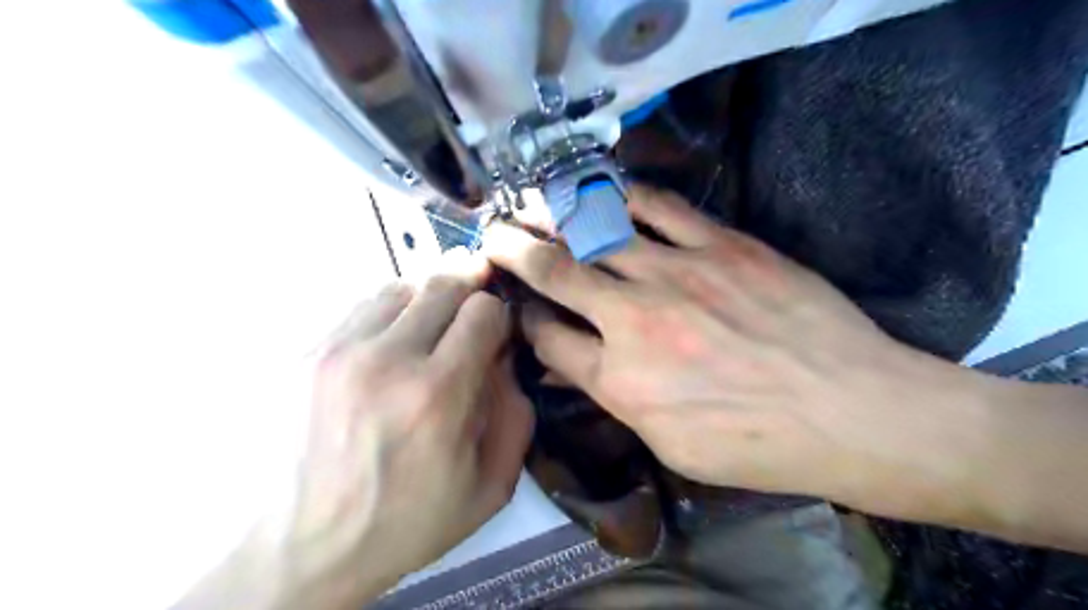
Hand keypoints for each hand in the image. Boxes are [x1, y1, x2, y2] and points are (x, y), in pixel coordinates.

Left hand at [279, 250, 534, 607]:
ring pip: (400, 287)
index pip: (484, 310)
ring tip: (428, 333)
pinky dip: (388, 316)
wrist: (299, 551)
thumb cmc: (405, 524)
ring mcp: (336, 350)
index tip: (495, 336)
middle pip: (444, 283)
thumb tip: (505, 356)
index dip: (498, 317)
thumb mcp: (489, 486)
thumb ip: (515, 413)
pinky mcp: (303, 353)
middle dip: (469, 290)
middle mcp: (386, 360)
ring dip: (426, 302)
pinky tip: (388, 348)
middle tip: (471, 312)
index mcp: (437, 394)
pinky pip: (361, 308)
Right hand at [485, 183, 987, 509]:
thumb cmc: (756, 442)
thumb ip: (610, 394)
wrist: (849, 409)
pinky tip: (602, 188)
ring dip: (554, 215)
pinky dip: (622, 194)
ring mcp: (676, 272)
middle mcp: (633, 318)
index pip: (548, 336)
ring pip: (595, 231)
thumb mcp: (668, 441)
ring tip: (530, 203)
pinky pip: (657, 206)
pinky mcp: (719, 244)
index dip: (525, 318)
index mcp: (620, 378)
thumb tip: (566, 361)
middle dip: (514, 251)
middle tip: (492, 234)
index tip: (517, 307)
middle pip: (555, 273)